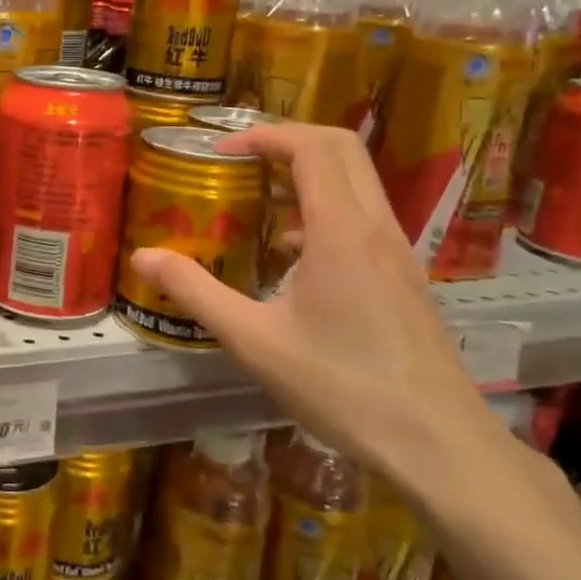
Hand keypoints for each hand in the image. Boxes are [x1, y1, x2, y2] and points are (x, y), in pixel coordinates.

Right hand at [127, 122, 512, 504]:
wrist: (437, 444)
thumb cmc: (342, 386)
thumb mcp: (254, 340)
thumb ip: (196, 292)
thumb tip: (143, 257)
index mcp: (341, 231)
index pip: (312, 147)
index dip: (264, 135)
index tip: (222, 153)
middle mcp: (376, 228)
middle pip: (341, 148)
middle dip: (288, 141)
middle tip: (241, 162)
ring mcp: (398, 251)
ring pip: (357, 182)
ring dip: (308, 175)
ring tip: (259, 205)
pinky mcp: (405, 276)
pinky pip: (364, 217)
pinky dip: (325, 211)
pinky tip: (293, 259)